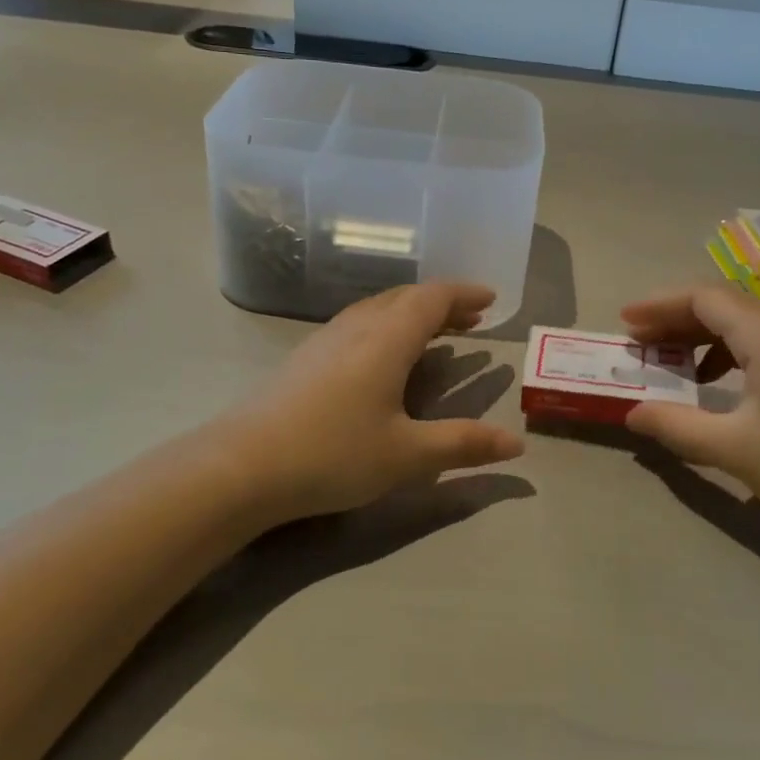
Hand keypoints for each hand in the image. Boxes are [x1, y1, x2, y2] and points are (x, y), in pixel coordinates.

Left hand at [238, 283, 525, 522]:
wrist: (242, 465)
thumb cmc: (333, 454)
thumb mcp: (407, 455)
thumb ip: (463, 444)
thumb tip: (517, 441)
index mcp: (387, 337)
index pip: (433, 297)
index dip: (465, 293)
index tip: (491, 299)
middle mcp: (358, 326)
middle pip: (407, 297)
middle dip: (443, 302)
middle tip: (472, 318)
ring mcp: (327, 338)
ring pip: (379, 308)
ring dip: (414, 312)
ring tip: (436, 332)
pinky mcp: (306, 357)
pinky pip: (360, 323)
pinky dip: (388, 325)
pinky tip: (384, 356)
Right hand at [621, 287, 759, 542]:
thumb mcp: (734, 449)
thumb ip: (676, 426)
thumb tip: (633, 413)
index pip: (703, 297)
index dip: (658, 305)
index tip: (624, 323)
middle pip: (721, 304)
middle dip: (674, 318)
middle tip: (638, 342)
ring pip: (742, 322)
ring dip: (700, 335)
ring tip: (669, 361)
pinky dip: (727, 353)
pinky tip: (715, 384)